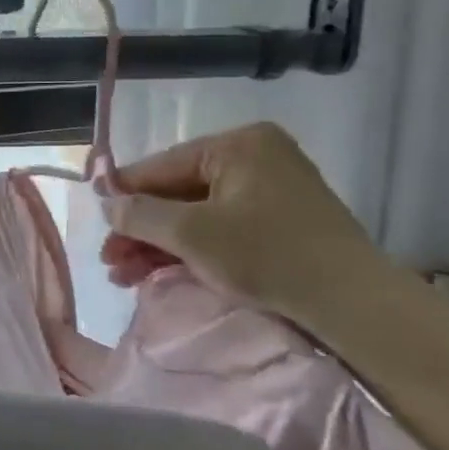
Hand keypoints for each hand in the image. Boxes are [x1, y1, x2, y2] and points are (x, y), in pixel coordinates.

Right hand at [99, 122, 394, 329]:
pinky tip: (159, 272)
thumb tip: (106, 203)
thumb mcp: (192, 234)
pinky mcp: (280, 222)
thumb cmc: (268, 255)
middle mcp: (255, 157)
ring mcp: (270, 189)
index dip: (123, 193)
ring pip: (196, 214)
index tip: (93, 217)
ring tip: (123, 275)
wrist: (355, 305)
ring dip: (158, 244)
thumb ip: (140, 214)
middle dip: (140, 230)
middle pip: (177, 192)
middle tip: (109, 259)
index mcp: (238, 144)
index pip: (162, 165)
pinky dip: (189, 249)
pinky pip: (220, 227)